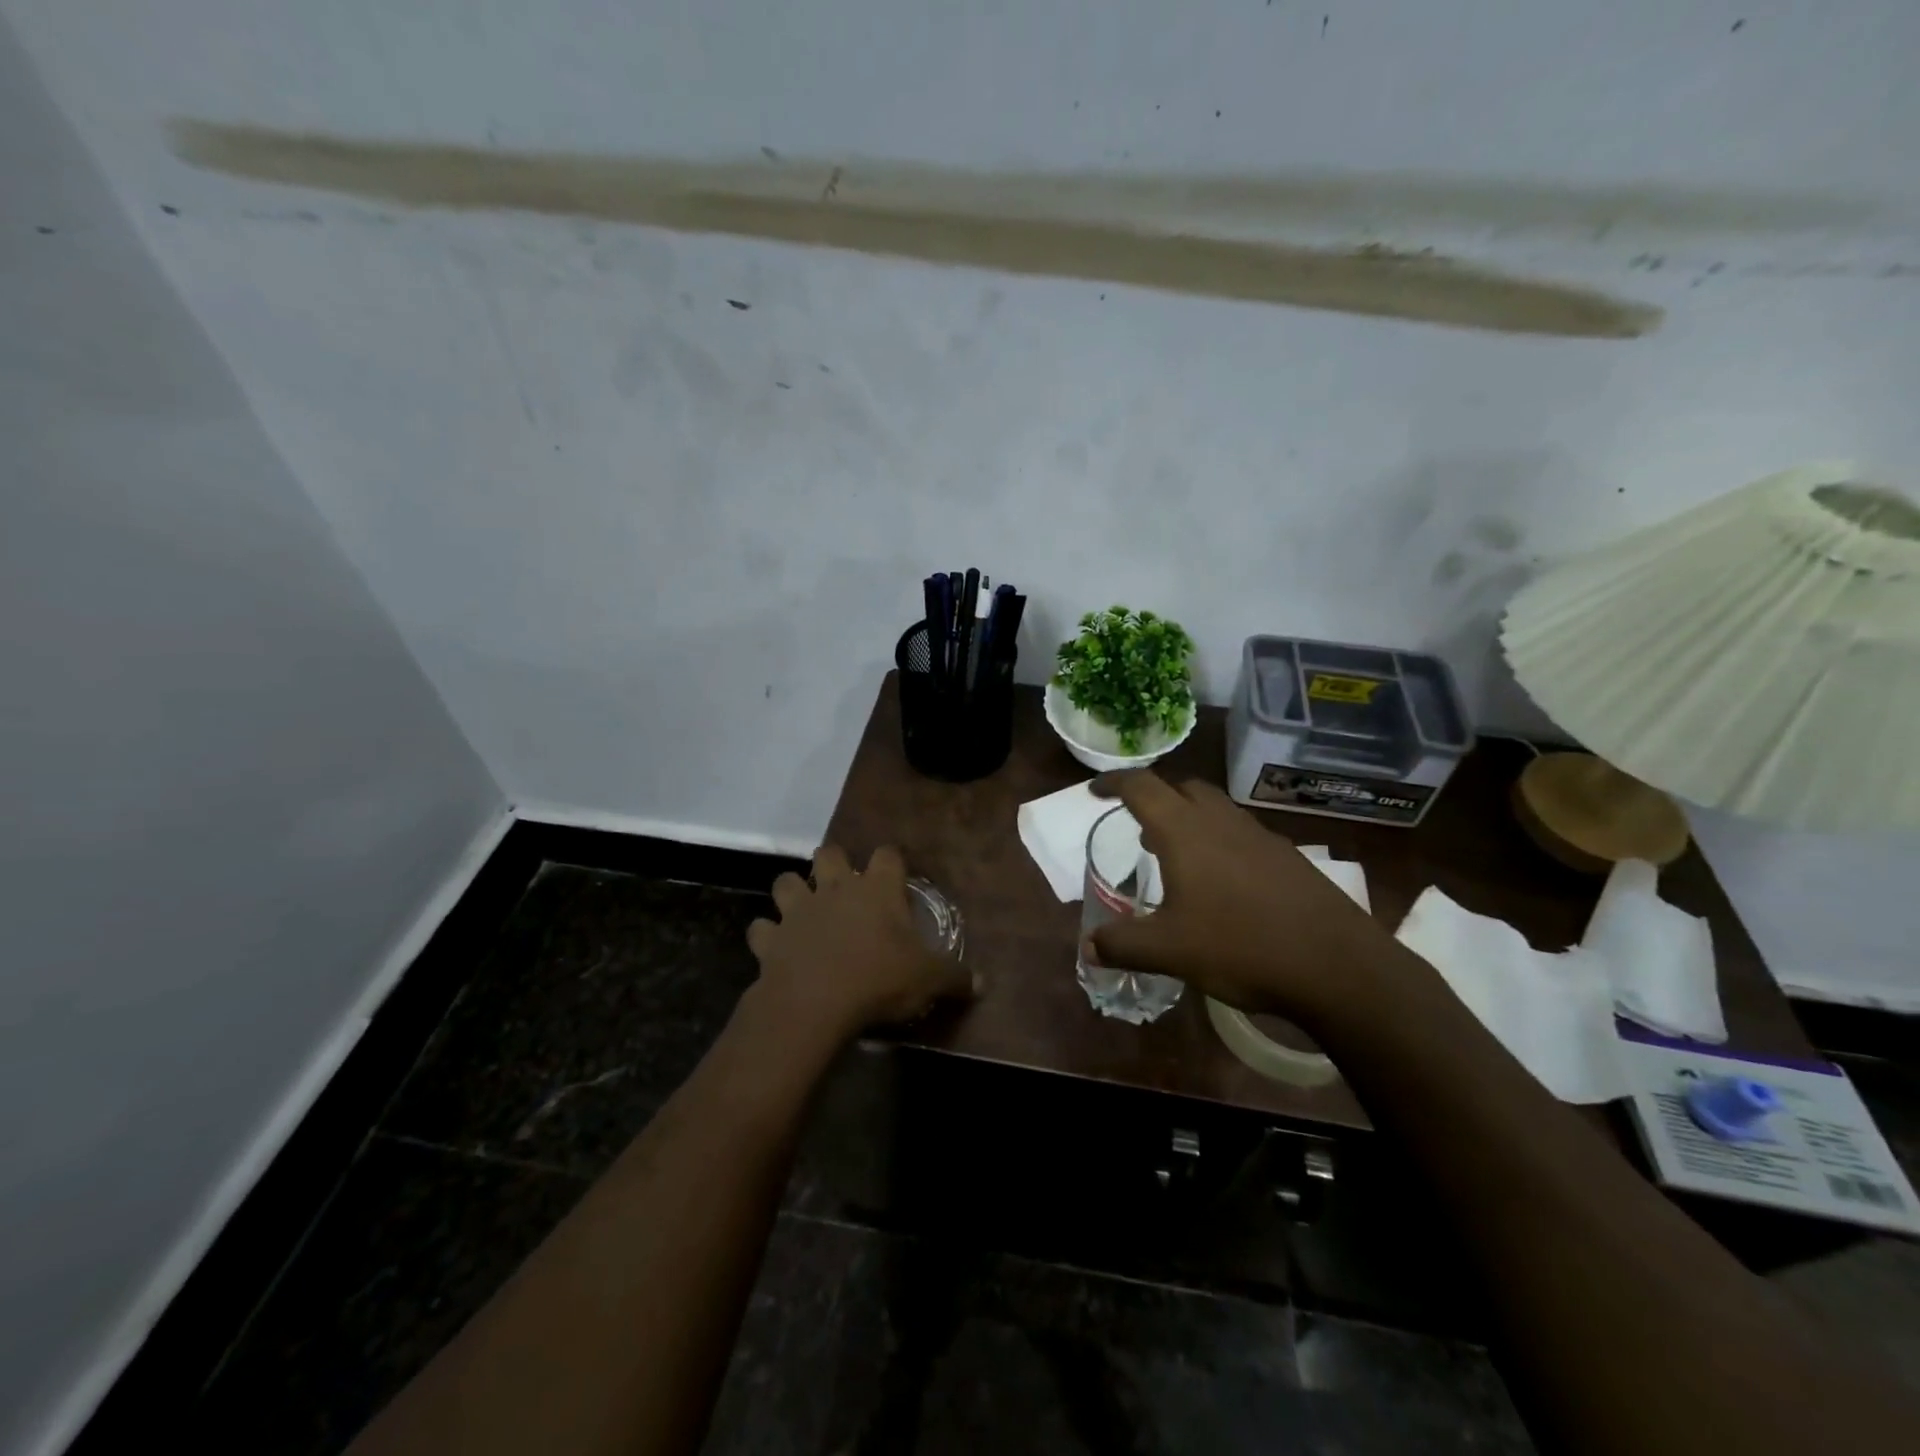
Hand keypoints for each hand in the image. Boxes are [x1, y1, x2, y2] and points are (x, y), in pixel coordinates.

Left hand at [746, 844, 972, 1044]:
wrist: (815, 1002)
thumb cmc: (879, 979)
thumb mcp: (928, 980)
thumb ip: (954, 977)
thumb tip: (981, 982)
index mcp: (877, 890)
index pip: (887, 855)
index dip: (891, 861)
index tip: (895, 875)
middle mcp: (835, 889)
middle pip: (829, 853)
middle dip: (833, 862)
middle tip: (842, 884)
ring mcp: (798, 911)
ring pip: (785, 882)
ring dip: (792, 891)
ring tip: (802, 909)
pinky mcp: (771, 939)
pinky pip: (761, 929)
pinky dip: (766, 935)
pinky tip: (775, 947)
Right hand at [1087, 771, 1401, 1019]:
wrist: (1337, 966)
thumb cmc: (1241, 947)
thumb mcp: (1169, 951)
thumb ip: (1123, 945)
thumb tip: (1088, 947)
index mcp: (1184, 832)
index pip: (1141, 787)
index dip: (1113, 783)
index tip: (1094, 791)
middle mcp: (1221, 822)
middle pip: (1181, 788)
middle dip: (1155, 797)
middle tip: (1137, 825)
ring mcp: (1259, 836)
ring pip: (1215, 808)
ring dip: (1188, 818)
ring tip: (1174, 855)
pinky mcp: (1287, 856)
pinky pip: (1240, 831)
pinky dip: (1218, 839)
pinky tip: (1221, 882)